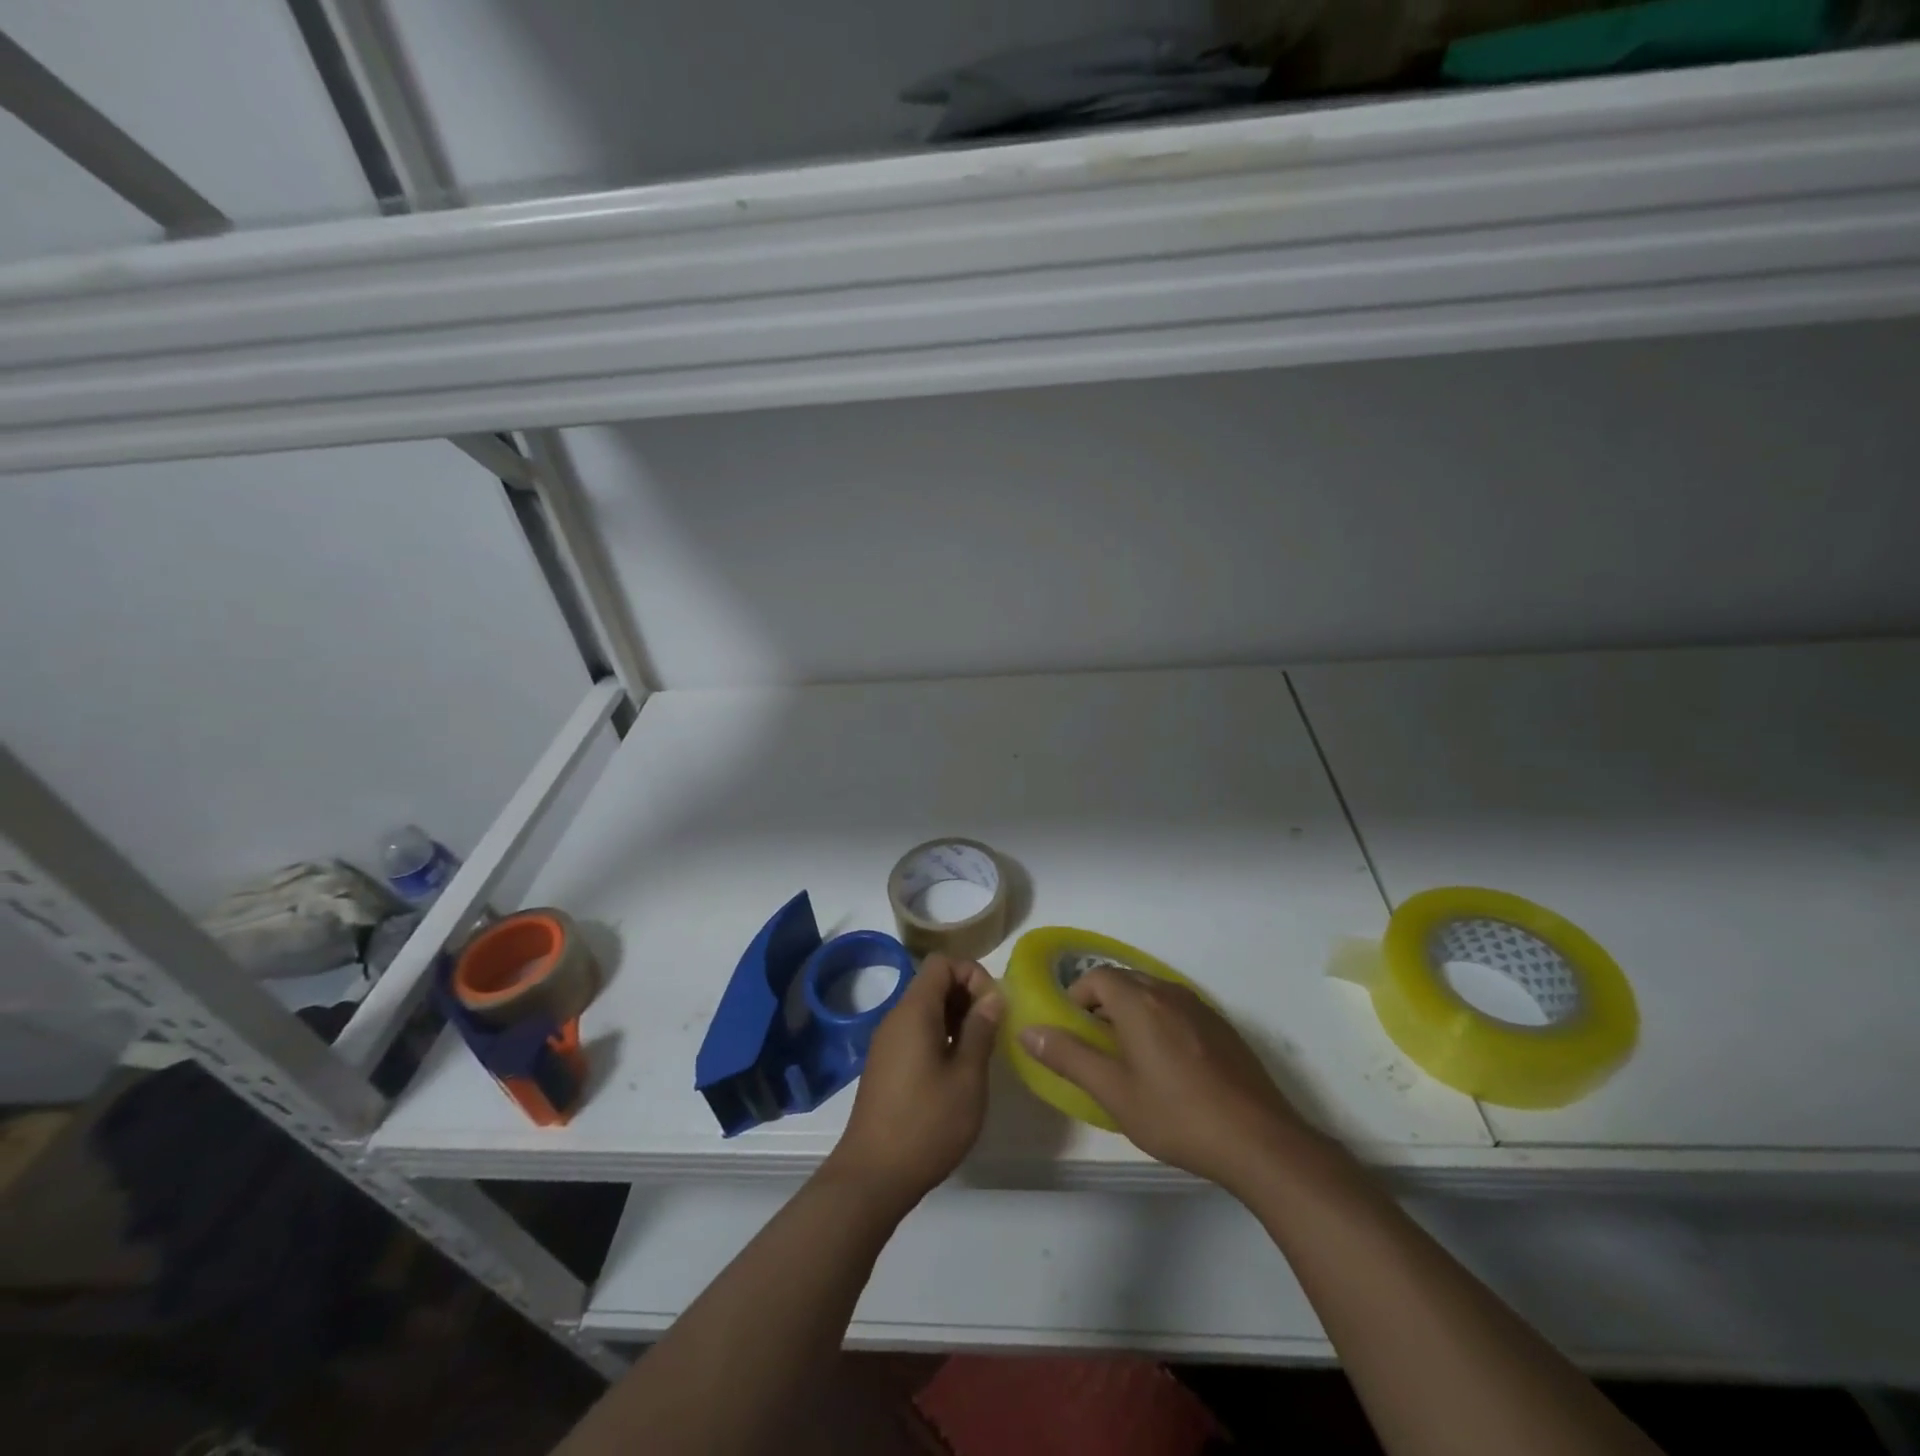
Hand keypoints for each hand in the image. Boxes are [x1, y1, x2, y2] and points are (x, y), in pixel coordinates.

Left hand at [822, 954, 1002, 1214]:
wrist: (873, 1176)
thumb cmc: (927, 1124)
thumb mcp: (967, 1077)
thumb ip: (981, 1030)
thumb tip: (993, 996)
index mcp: (914, 1011)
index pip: (941, 963)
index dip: (972, 974)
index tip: (993, 1006)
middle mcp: (896, 1018)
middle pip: (932, 983)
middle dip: (967, 995)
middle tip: (992, 1030)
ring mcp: (887, 1043)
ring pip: (925, 1009)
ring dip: (955, 1018)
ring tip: (979, 1051)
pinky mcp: (885, 1066)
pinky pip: (915, 1032)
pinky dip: (940, 1037)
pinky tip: (956, 1070)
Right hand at [1018, 967, 1311, 1195]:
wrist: (1259, 1141)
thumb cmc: (1177, 1115)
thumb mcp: (1114, 1092)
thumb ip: (1069, 1057)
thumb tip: (1028, 1030)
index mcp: (1139, 1001)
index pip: (1096, 977)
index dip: (1076, 996)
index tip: (1071, 1029)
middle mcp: (1169, 992)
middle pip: (1125, 980)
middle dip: (1102, 1002)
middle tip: (1094, 1043)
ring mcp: (1200, 1007)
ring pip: (1153, 993)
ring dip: (1132, 1011)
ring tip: (1128, 1055)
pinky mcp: (1222, 1027)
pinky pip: (1178, 1008)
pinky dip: (1160, 1020)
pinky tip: (1168, 1064)